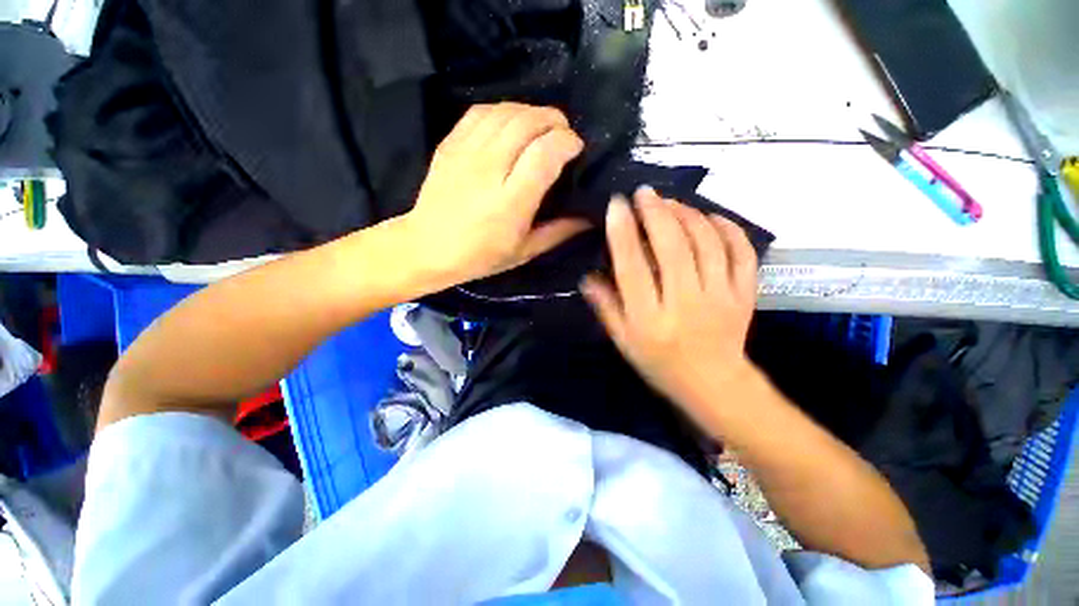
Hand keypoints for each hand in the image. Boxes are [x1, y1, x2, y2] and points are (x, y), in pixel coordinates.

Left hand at [403, 103, 590, 286]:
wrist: (429, 247)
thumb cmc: (481, 256)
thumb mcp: (524, 251)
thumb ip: (558, 232)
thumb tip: (589, 219)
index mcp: (511, 201)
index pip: (545, 153)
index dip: (567, 142)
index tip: (576, 148)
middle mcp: (489, 170)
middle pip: (527, 122)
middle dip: (554, 120)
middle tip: (562, 134)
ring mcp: (466, 153)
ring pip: (506, 111)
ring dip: (531, 112)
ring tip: (541, 126)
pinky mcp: (450, 144)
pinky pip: (480, 112)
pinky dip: (503, 111)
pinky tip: (511, 123)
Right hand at [581, 187, 758, 417]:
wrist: (713, 384)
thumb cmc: (659, 364)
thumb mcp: (623, 341)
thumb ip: (605, 307)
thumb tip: (588, 275)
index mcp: (649, 319)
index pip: (633, 267)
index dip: (623, 232)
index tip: (617, 205)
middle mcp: (684, 304)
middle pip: (673, 247)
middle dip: (656, 212)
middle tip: (644, 192)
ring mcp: (720, 297)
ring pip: (707, 243)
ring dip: (687, 214)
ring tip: (671, 202)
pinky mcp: (744, 294)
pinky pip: (741, 252)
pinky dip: (727, 228)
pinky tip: (710, 217)